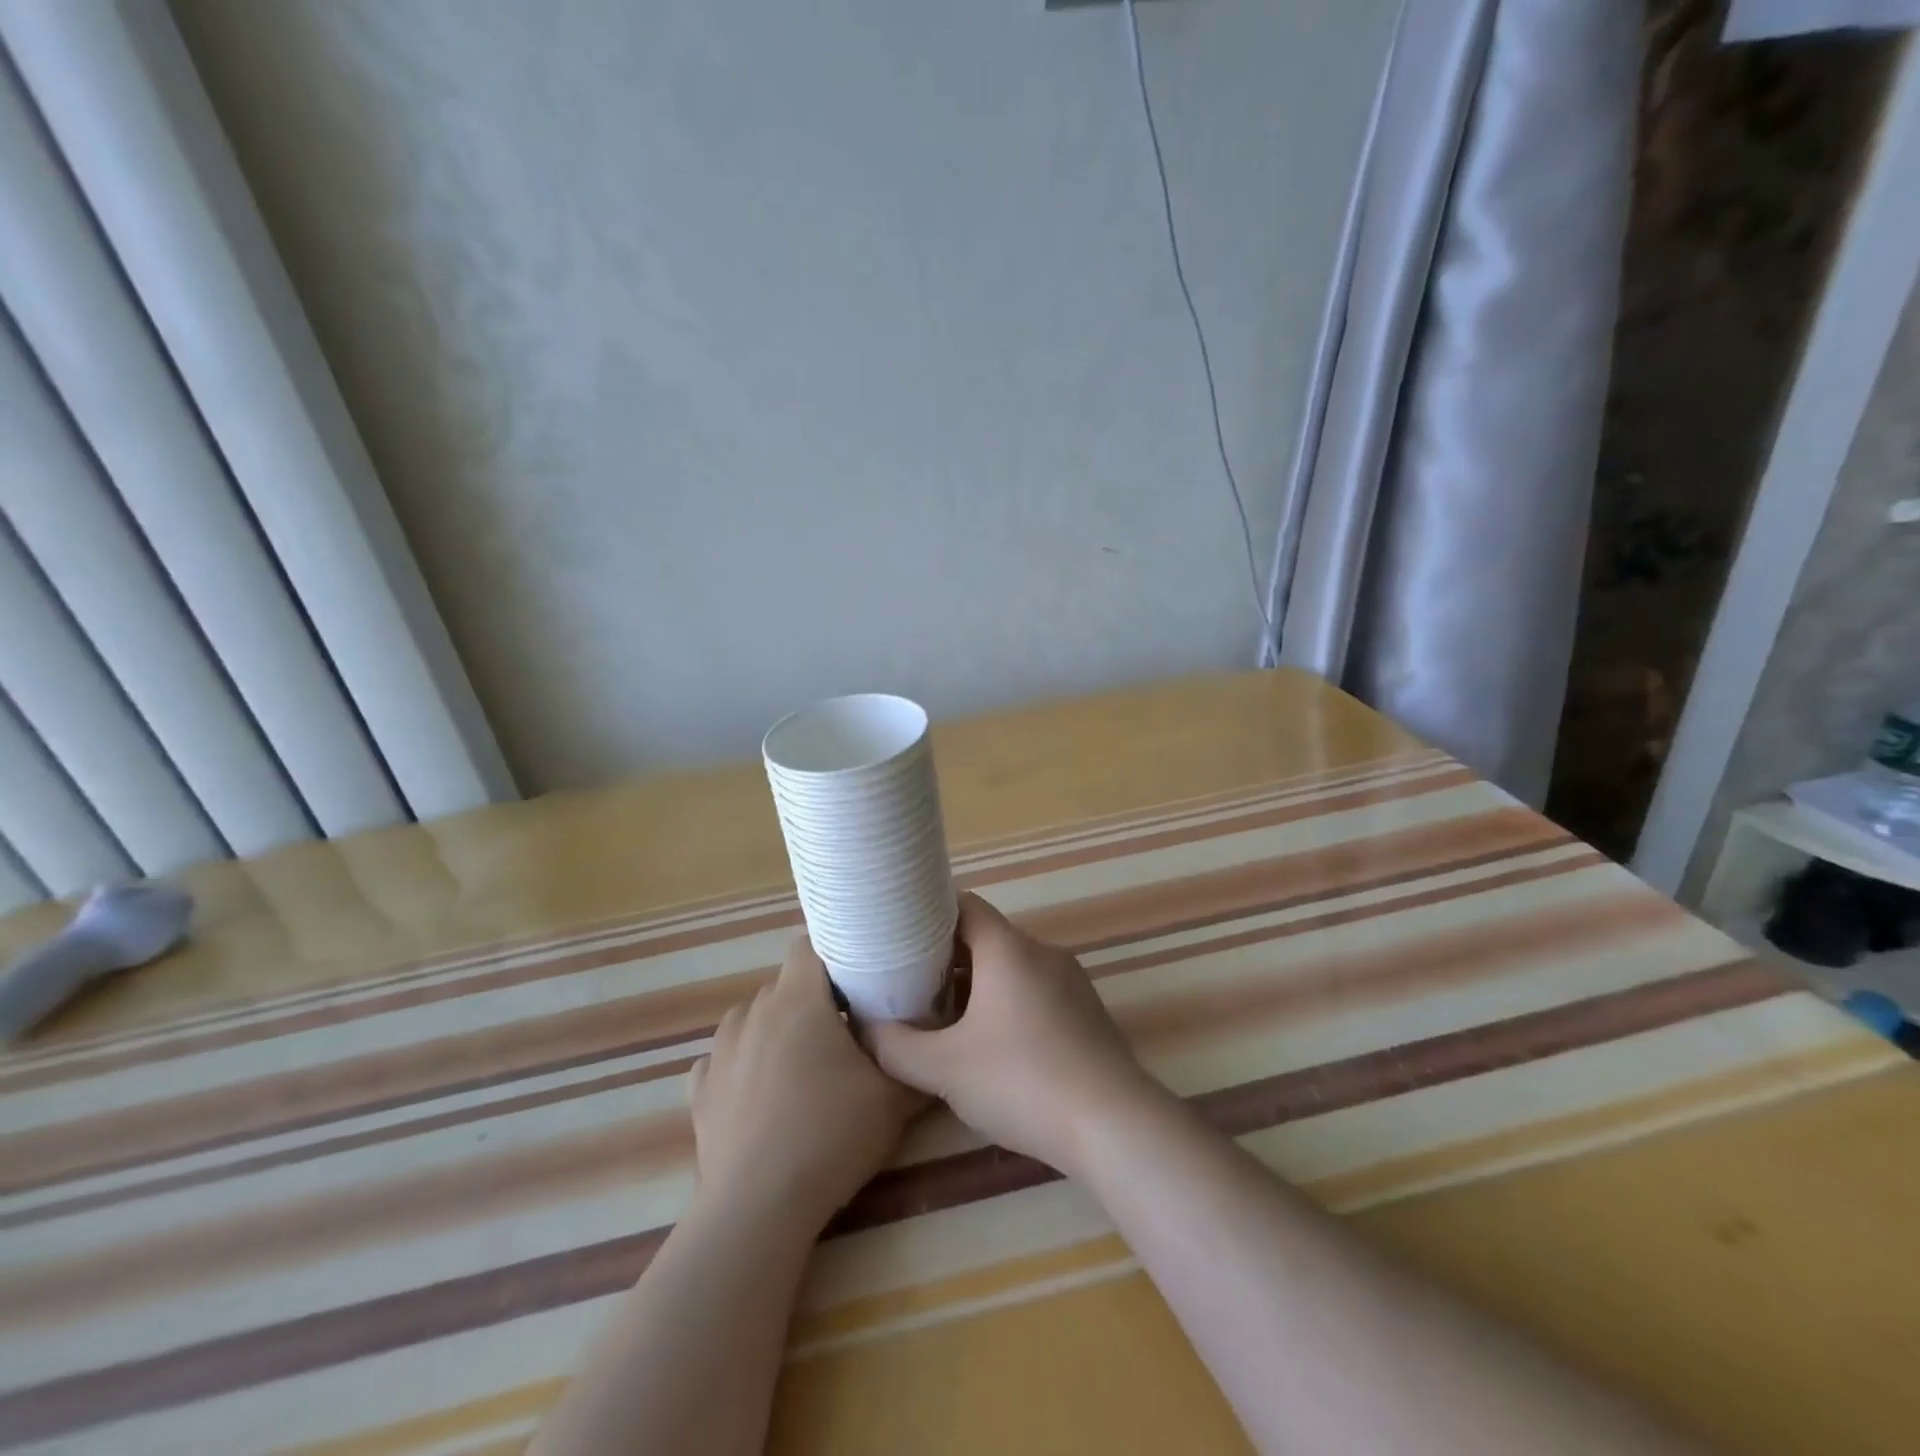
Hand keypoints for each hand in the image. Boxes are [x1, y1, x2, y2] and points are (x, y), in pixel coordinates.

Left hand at [689, 939, 920, 1236]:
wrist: (756, 1210)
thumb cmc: (829, 1137)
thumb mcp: (894, 1098)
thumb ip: (912, 1059)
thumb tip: (927, 1043)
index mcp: (798, 1000)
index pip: (810, 945)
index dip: (836, 953)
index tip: (861, 976)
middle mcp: (753, 1011)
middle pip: (786, 984)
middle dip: (814, 998)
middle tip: (845, 1029)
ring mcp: (720, 1049)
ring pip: (755, 1018)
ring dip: (779, 1029)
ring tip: (803, 1067)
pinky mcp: (700, 1088)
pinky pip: (728, 1057)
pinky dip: (746, 1064)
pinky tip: (763, 1095)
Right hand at [865, 893, 1170, 1177]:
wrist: (1113, 1125)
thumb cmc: (1022, 1082)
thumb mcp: (944, 1069)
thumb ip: (895, 1046)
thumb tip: (864, 1027)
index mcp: (1009, 949)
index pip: (965, 905)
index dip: (929, 914)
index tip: (900, 934)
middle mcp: (1043, 953)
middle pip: (987, 938)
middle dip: (948, 958)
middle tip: (912, 984)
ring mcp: (1072, 981)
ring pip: (1012, 968)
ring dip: (978, 985)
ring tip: (946, 1019)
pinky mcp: (1087, 1012)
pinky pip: (1037, 991)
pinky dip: (1008, 1004)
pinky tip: (994, 1046)